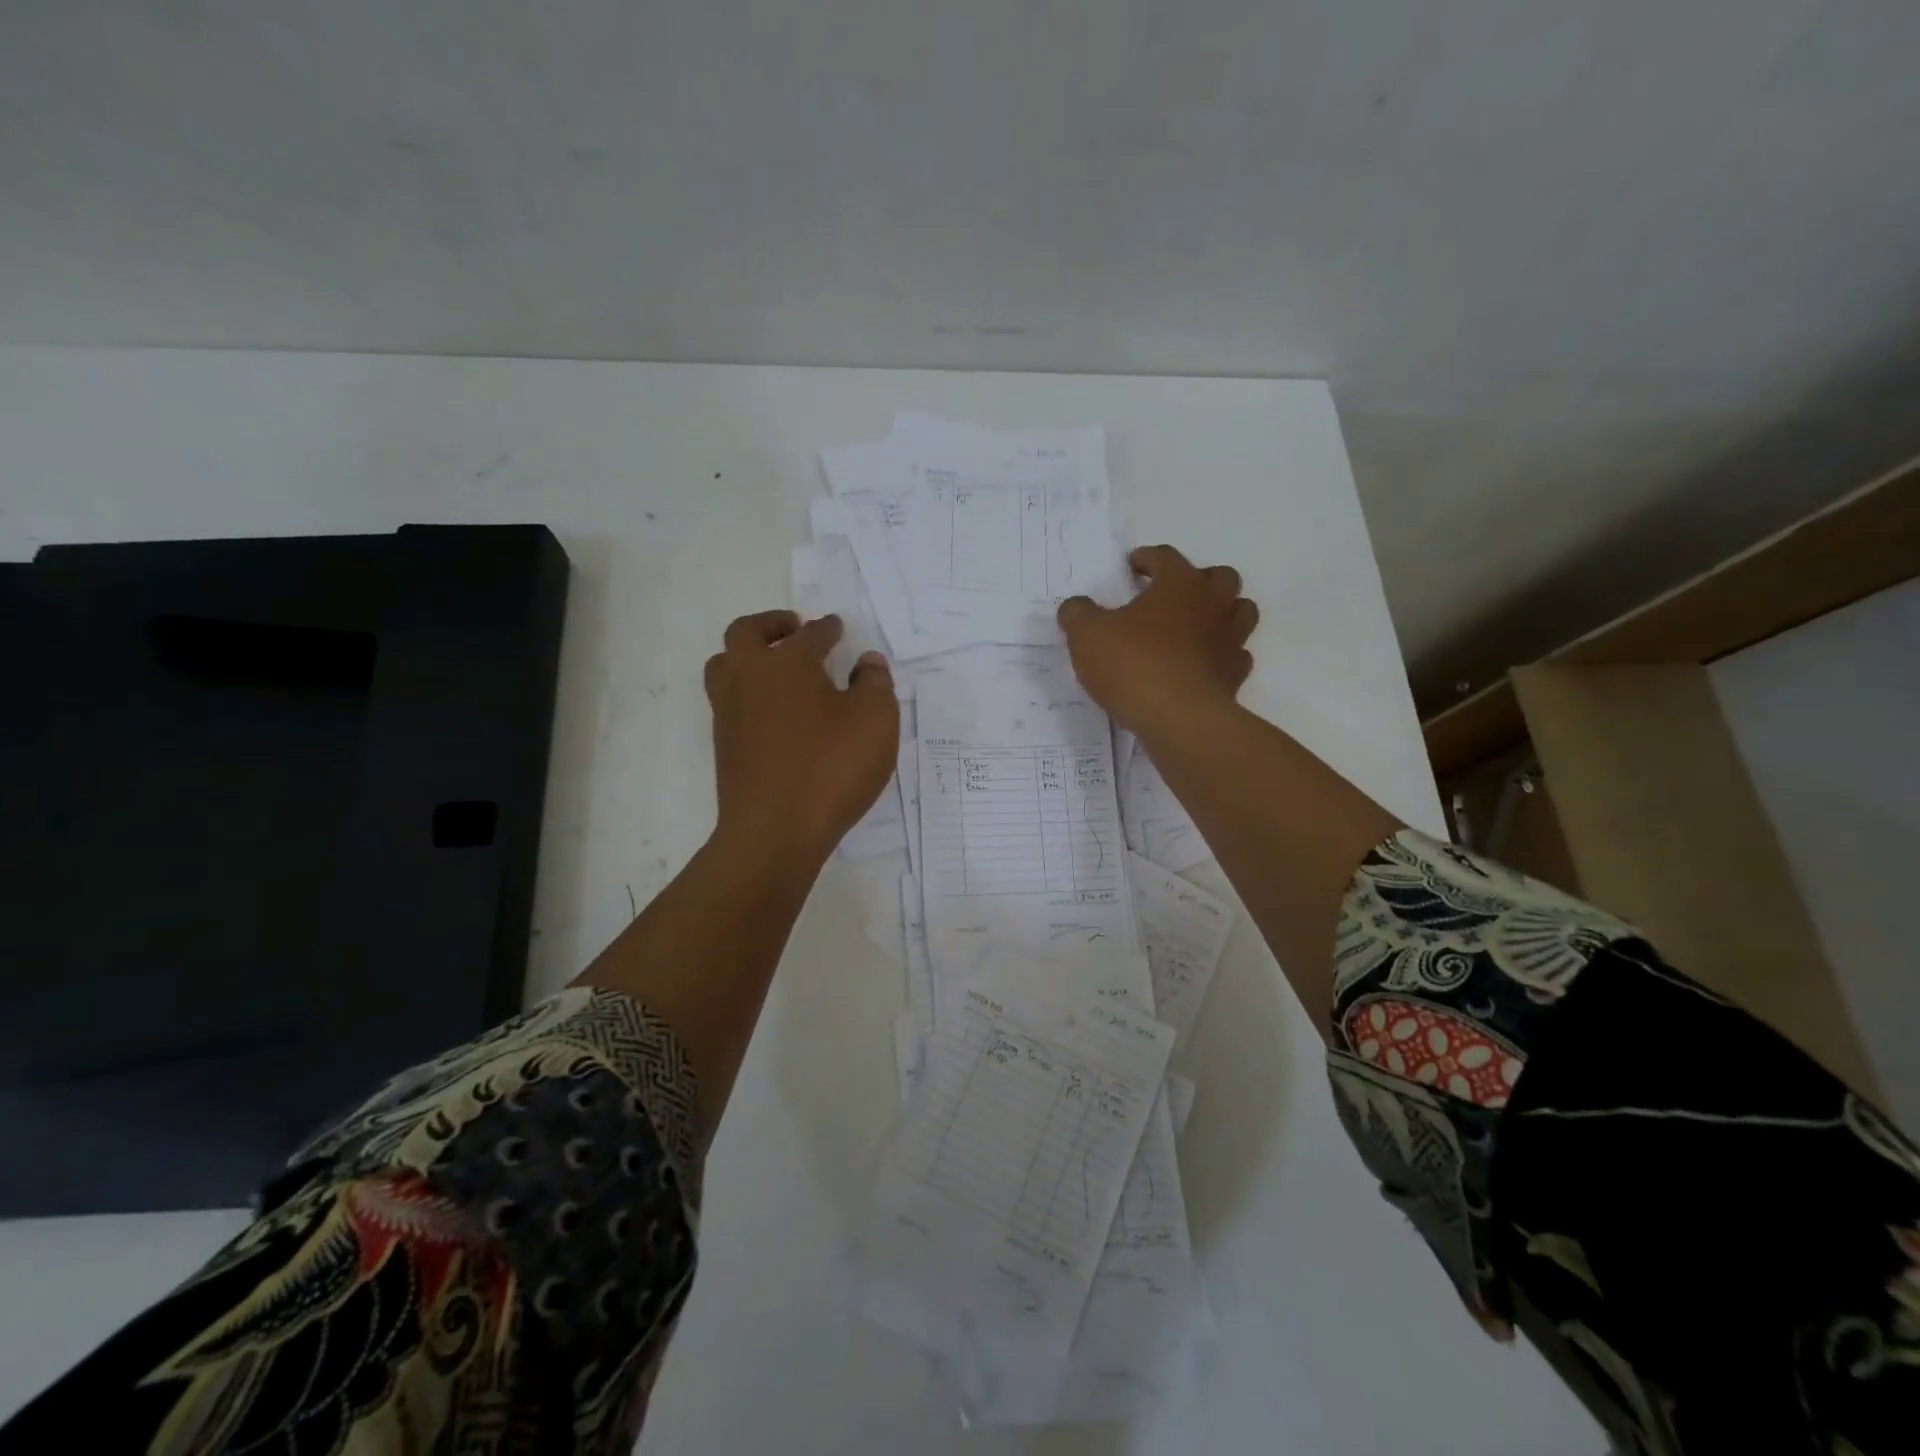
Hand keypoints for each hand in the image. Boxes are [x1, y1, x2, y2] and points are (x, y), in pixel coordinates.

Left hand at [704, 610, 898, 861]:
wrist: (775, 831)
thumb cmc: (831, 766)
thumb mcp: (875, 720)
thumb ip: (875, 683)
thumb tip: (867, 662)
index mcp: (787, 662)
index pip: (810, 634)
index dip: (827, 629)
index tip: (836, 628)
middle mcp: (749, 677)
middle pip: (745, 633)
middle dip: (771, 624)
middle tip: (792, 628)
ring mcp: (729, 712)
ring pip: (725, 666)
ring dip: (747, 656)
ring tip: (774, 667)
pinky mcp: (724, 745)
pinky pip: (729, 702)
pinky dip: (747, 692)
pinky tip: (773, 711)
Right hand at [1057, 545, 1257, 743]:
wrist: (1179, 719)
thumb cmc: (1133, 665)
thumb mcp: (1087, 635)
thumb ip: (1078, 614)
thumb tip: (1076, 606)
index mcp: (1179, 584)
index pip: (1165, 557)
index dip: (1147, 558)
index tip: (1133, 566)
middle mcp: (1212, 604)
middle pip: (1219, 577)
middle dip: (1197, 580)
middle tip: (1171, 596)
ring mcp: (1230, 639)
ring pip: (1240, 612)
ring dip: (1221, 613)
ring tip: (1194, 626)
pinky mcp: (1235, 675)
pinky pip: (1236, 655)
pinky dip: (1222, 655)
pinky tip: (1202, 665)